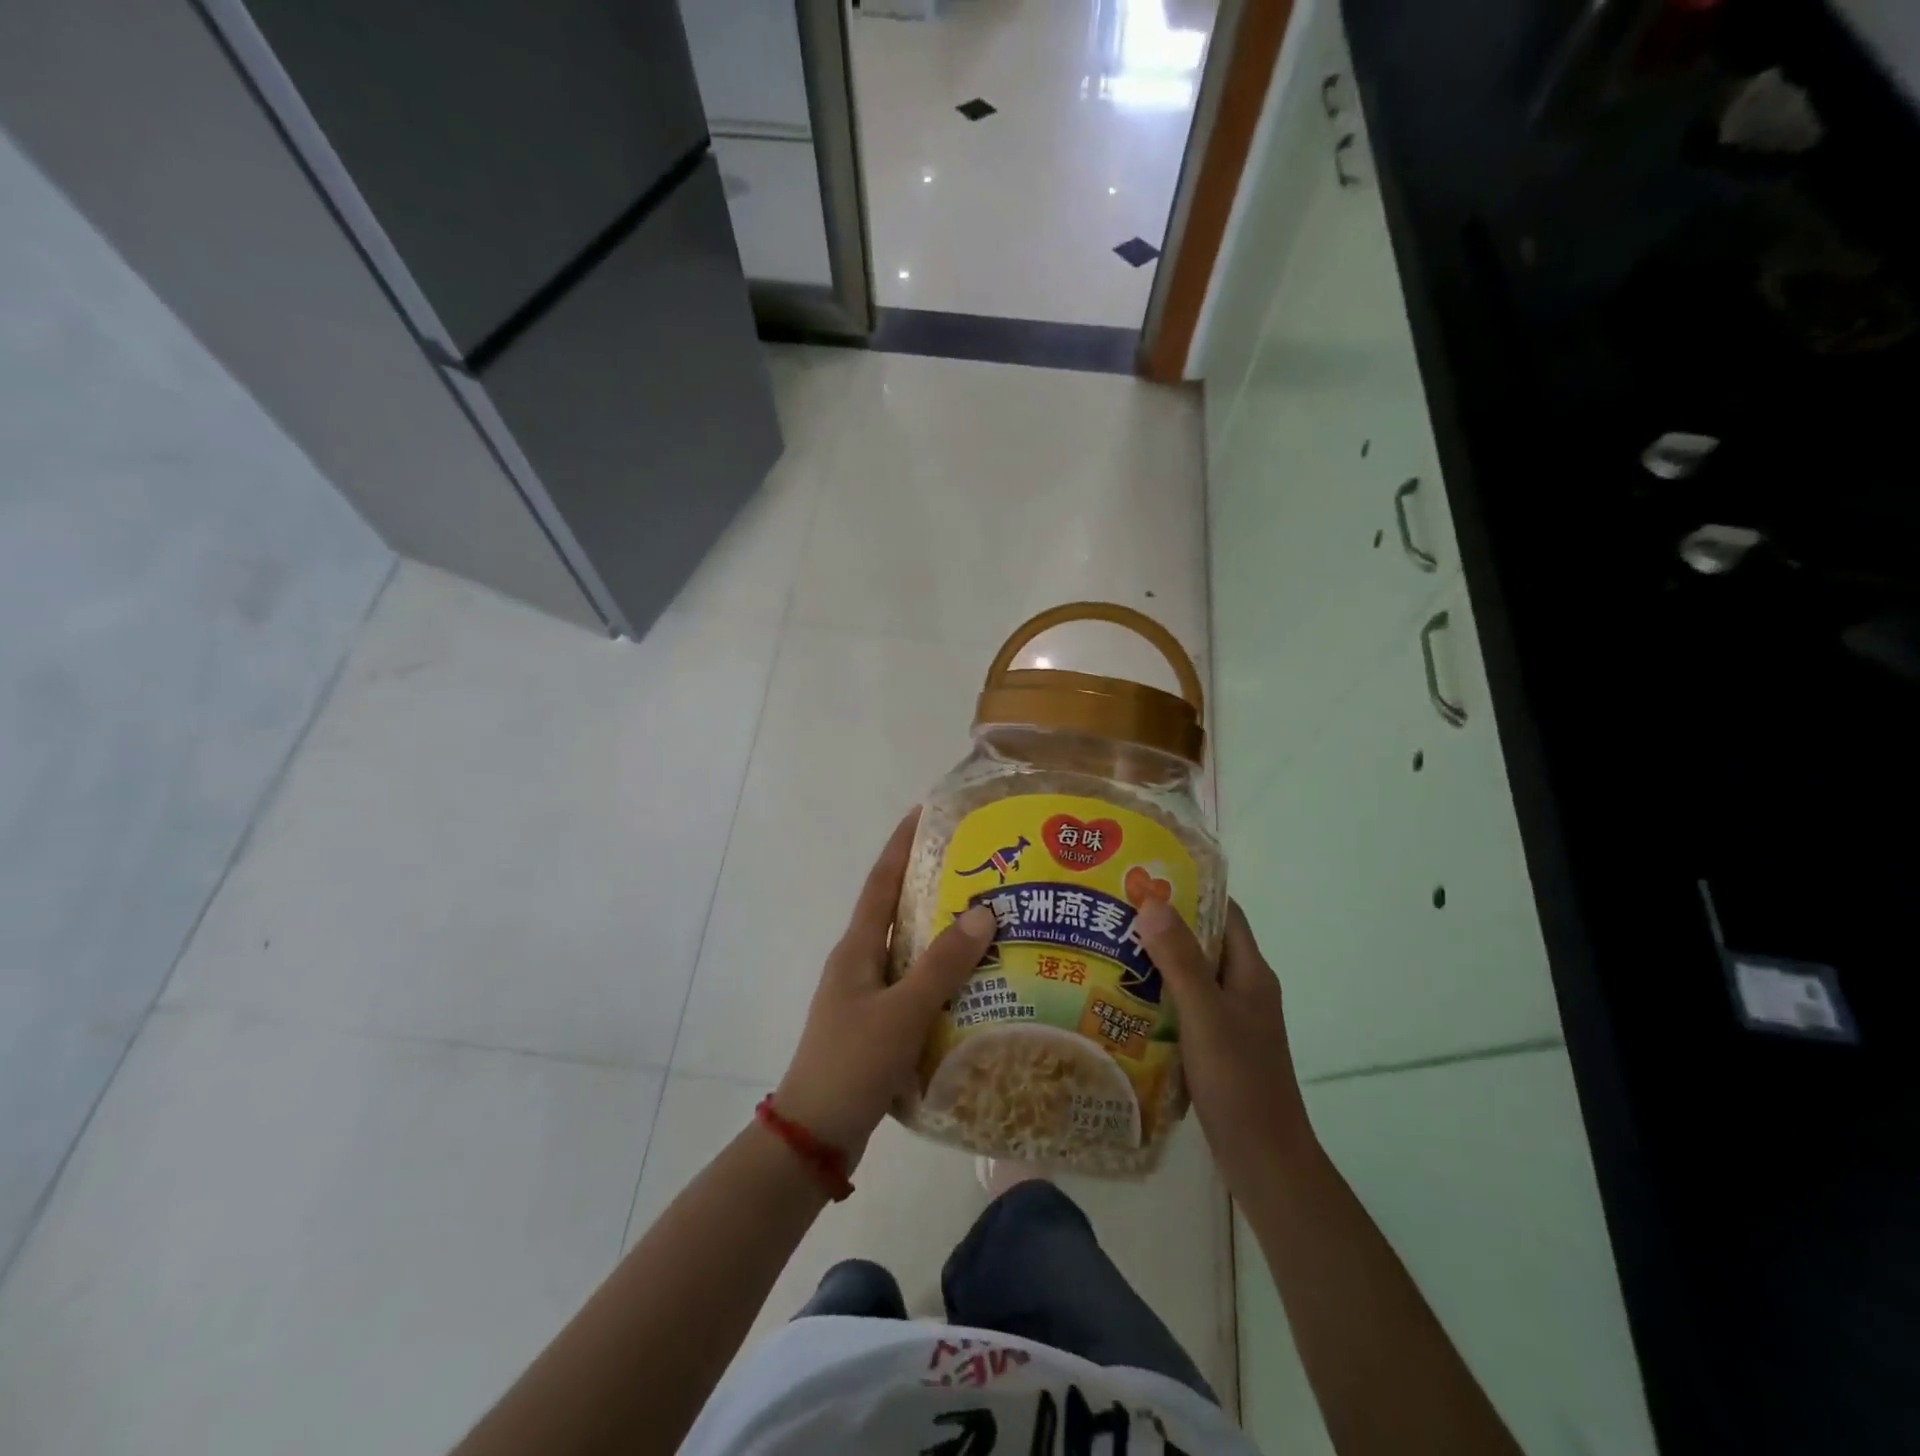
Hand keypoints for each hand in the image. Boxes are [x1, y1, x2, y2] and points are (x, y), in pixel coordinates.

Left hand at [773, 810, 996, 1171]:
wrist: (814, 1136)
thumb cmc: (852, 1064)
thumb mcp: (902, 1012)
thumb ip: (943, 965)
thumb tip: (983, 911)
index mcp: (856, 949)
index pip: (881, 882)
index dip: (901, 844)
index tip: (924, 812)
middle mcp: (859, 963)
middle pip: (897, 911)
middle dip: (931, 885)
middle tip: (978, 868)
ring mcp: (866, 996)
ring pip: (909, 951)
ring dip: (941, 934)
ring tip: (988, 921)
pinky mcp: (877, 1025)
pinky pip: (914, 986)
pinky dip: (941, 977)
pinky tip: (975, 984)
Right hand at [1135, 897, 1315, 1197]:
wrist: (1265, 1162)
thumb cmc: (1240, 1083)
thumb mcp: (1205, 1016)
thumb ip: (1180, 960)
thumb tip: (1153, 901)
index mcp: (1250, 973)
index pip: (1223, 913)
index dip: (1190, 890)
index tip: (1145, 877)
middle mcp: (1243, 989)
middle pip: (1203, 942)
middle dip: (1163, 924)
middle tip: (1113, 911)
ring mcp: (1231, 1020)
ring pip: (1191, 975)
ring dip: (1156, 961)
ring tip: (1108, 948)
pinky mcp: (1217, 1046)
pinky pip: (1184, 1006)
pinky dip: (1157, 996)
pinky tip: (1122, 1000)